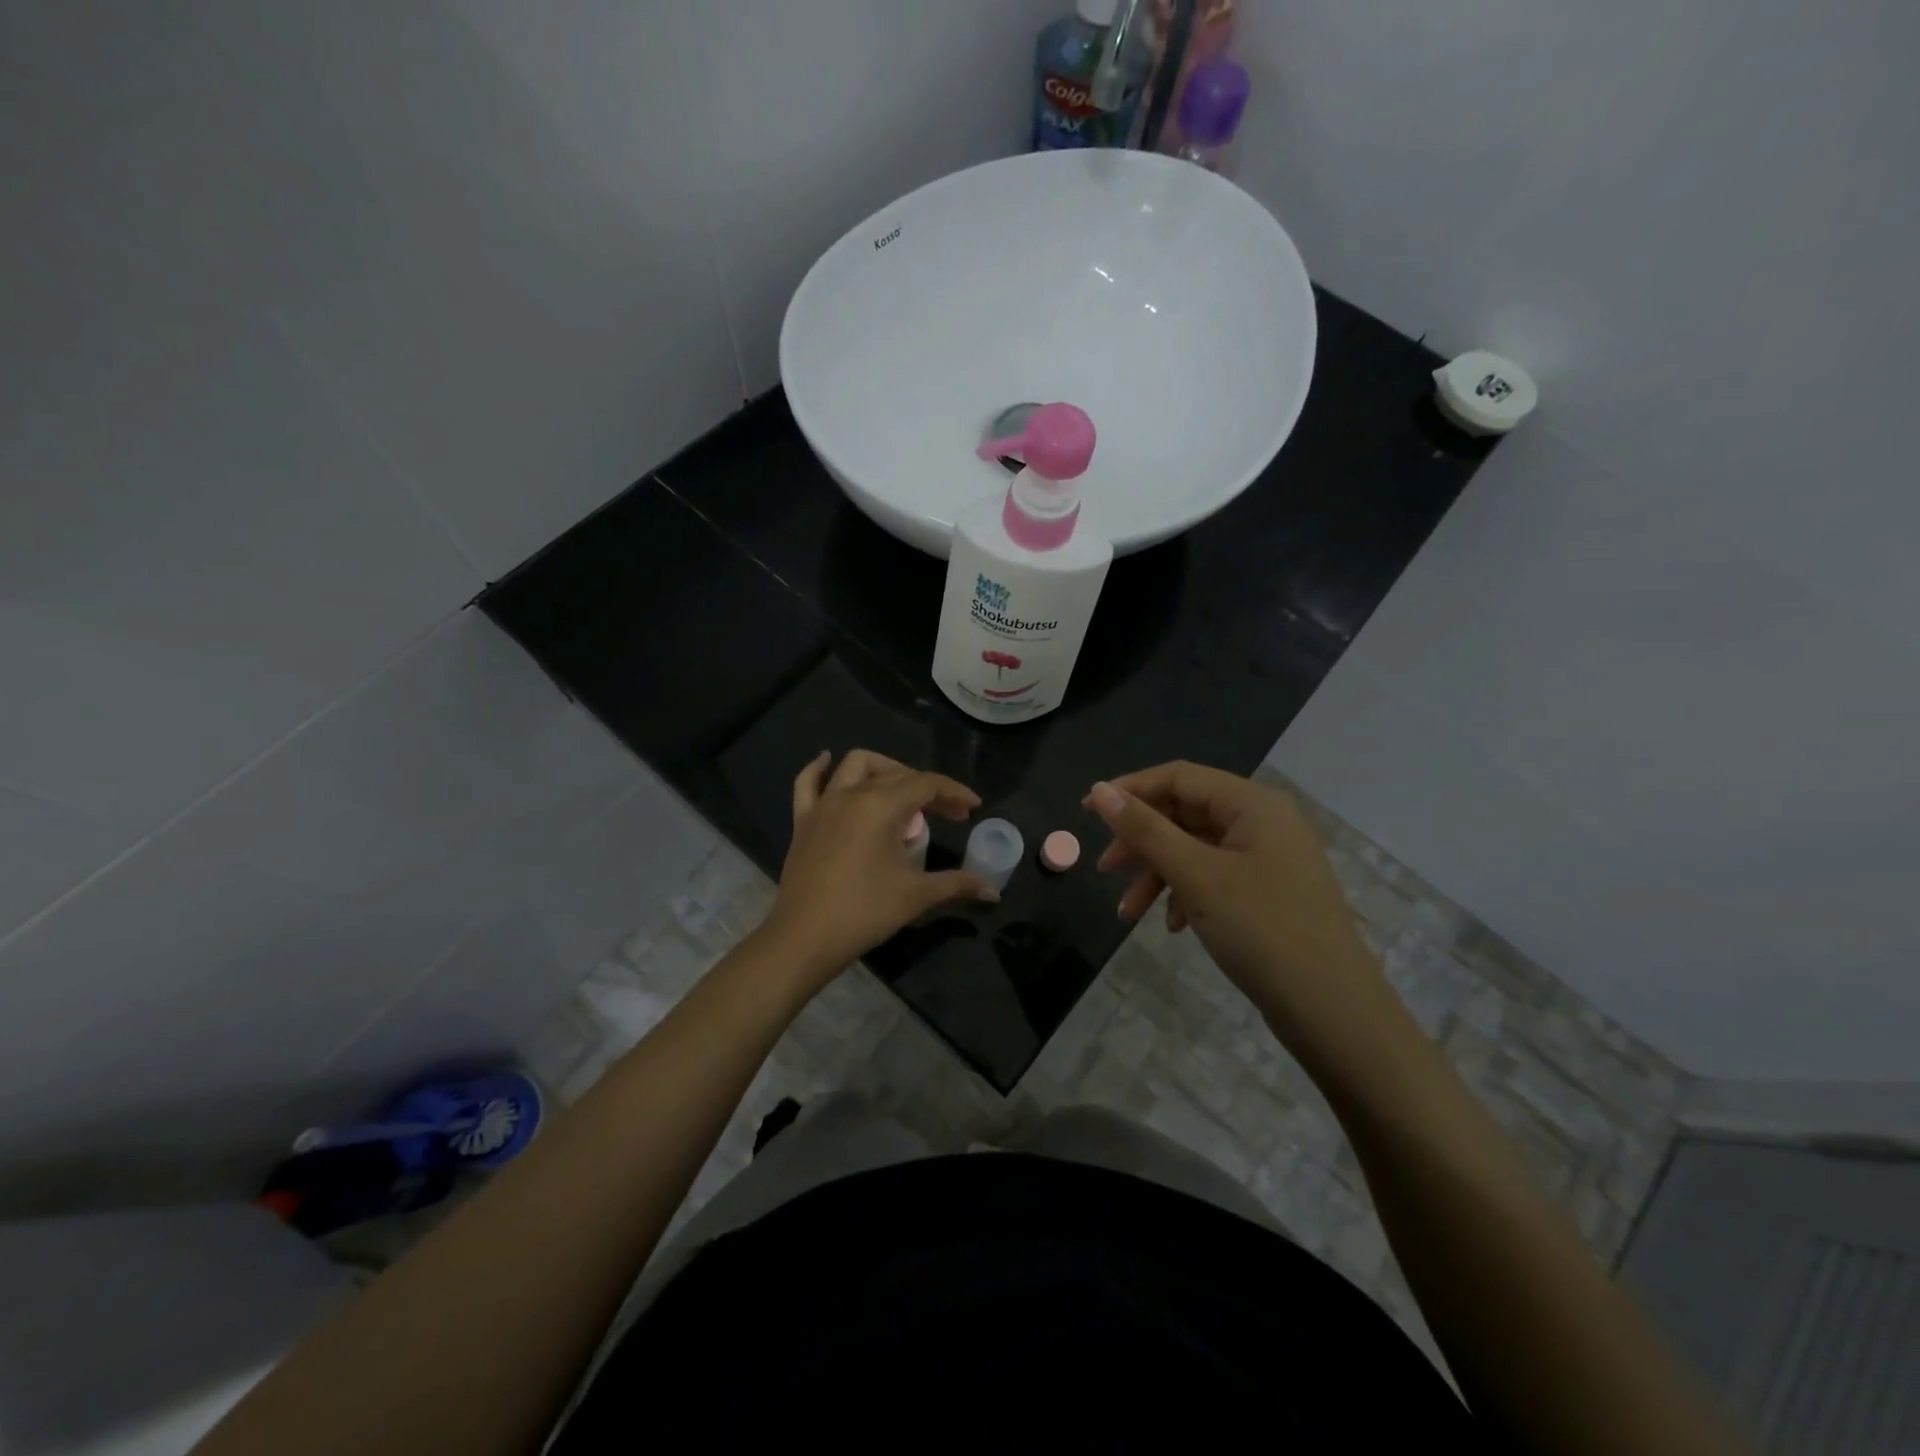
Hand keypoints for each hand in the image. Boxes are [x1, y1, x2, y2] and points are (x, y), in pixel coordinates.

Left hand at [760, 750, 995, 986]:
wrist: (805, 938)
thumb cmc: (865, 912)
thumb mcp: (917, 896)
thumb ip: (957, 884)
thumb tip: (992, 890)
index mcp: (881, 806)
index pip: (926, 784)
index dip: (954, 792)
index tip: (973, 807)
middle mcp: (852, 794)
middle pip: (897, 776)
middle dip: (928, 788)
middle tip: (947, 813)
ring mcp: (823, 805)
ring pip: (855, 765)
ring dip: (884, 769)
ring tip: (902, 789)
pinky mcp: (803, 821)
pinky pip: (808, 783)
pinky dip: (820, 768)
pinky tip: (827, 760)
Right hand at [1085, 762, 1397, 1058]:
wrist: (1334, 1012)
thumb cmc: (1262, 930)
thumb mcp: (1196, 876)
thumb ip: (1146, 830)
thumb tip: (1100, 790)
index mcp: (1252, 804)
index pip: (1178, 777)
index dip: (1129, 790)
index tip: (1086, 813)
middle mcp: (1263, 821)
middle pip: (1185, 813)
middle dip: (1142, 841)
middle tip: (1106, 869)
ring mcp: (1269, 858)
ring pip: (1196, 849)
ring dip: (1158, 874)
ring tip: (1129, 913)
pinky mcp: (1269, 892)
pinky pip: (1214, 877)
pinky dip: (1185, 894)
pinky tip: (1174, 926)